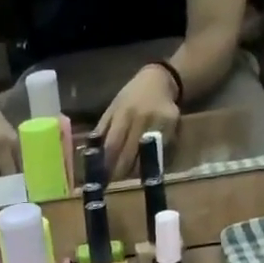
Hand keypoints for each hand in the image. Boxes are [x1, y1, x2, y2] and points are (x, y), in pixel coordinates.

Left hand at [93, 65, 180, 181]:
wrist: (161, 81)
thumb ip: (102, 130)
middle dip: (119, 172)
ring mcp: (159, 125)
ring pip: (144, 158)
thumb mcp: (113, 108)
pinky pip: (159, 154)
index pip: (113, 145)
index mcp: (124, 114)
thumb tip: (91, 155)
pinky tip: (143, 165)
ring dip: (134, 171)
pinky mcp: (172, 129)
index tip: (101, 178)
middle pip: (128, 155)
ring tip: (126, 175)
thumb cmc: (132, 96)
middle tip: (113, 181)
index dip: (106, 164)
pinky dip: (149, 163)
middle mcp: (142, 119)